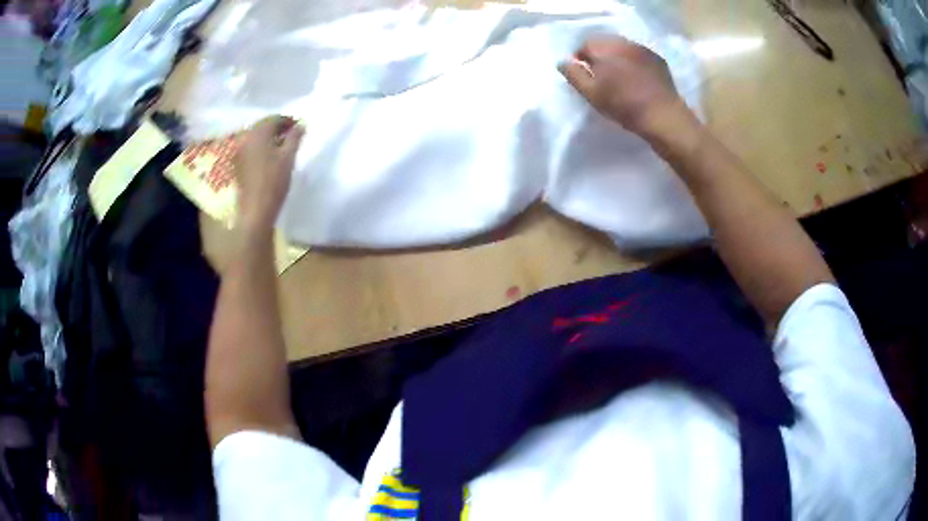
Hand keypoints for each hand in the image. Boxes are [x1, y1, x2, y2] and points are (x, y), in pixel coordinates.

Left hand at [234, 116, 304, 233]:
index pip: (275, 118)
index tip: (300, 127)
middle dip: (277, 129)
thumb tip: (301, 125)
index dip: (289, 121)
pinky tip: (269, 157)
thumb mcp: (289, 157)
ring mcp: (239, 152)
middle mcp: (245, 138)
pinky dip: (261, 148)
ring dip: (269, 139)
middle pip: (263, 127)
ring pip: (256, 138)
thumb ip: (295, 137)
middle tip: (292, 136)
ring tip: (282, 147)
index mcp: (258, 132)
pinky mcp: (237, 165)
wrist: (255, 210)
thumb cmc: (273, 181)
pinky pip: (250, 149)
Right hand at [559, 37, 688, 138]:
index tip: (584, 75)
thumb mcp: (591, 94)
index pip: (585, 45)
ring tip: (619, 76)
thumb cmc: (624, 106)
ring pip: (622, 47)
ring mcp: (643, 49)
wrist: (662, 116)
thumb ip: (574, 75)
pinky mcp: (657, 59)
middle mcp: (623, 42)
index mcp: (605, 48)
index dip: (581, 59)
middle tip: (601, 76)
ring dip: (617, 57)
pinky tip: (636, 77)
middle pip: (604, 43)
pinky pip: (638, 54)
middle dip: (599, 55)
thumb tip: (563, 62)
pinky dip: (633, 61)